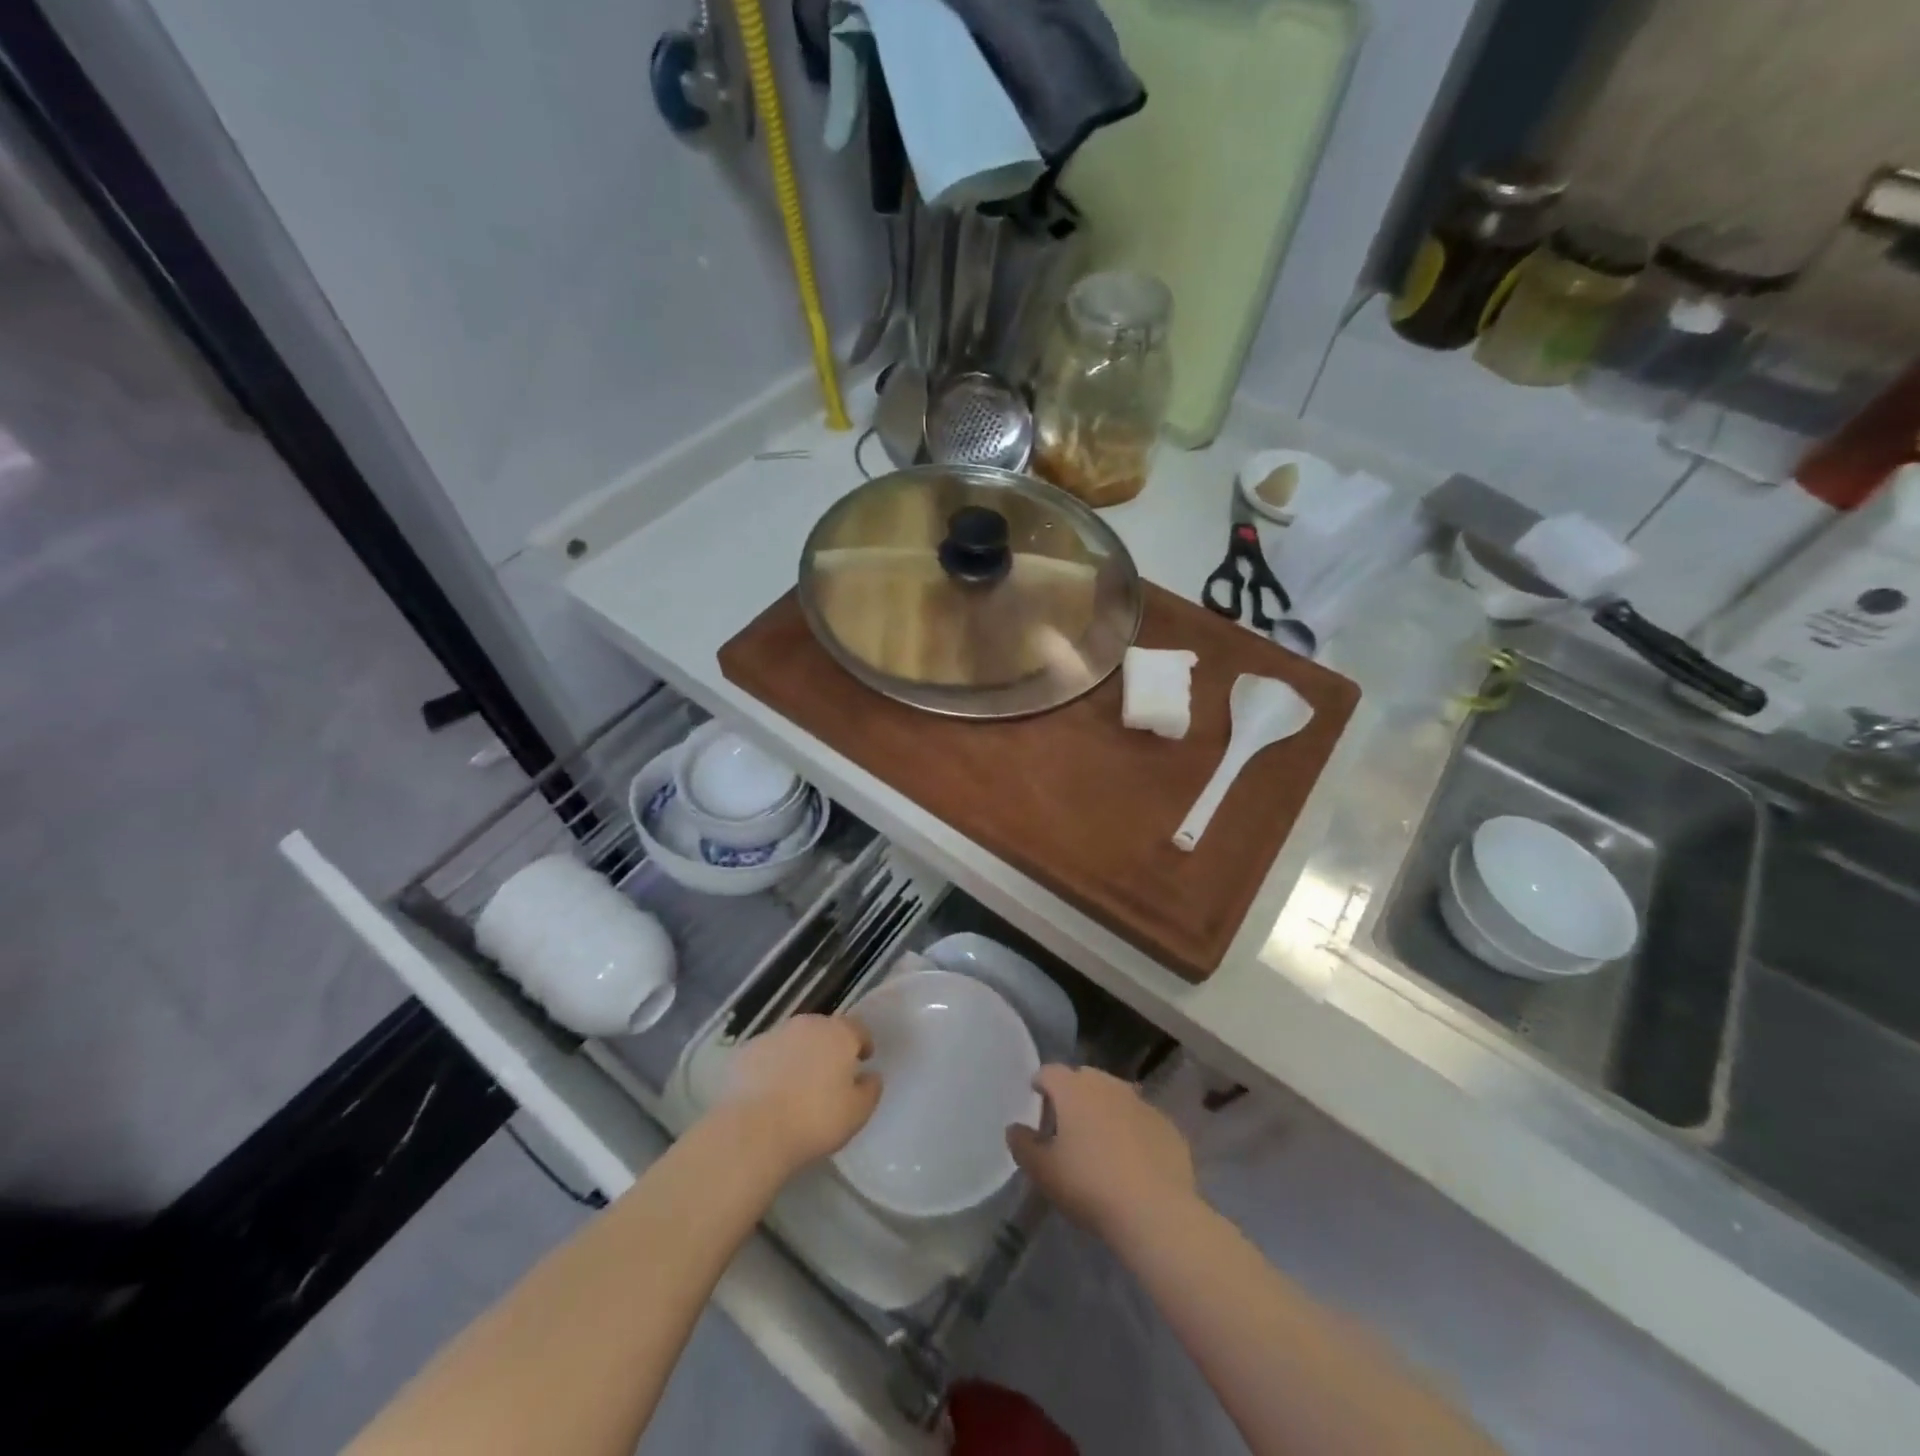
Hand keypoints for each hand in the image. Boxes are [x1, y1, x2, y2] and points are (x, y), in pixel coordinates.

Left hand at [719, 1014, 880, 1174]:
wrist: (752, 1131)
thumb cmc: (815, 1120)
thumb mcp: (857, 1113)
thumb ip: (870, 1090)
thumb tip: (871, 1076)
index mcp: (838, 1034)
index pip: (858, 1029)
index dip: (863, 1043)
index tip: (864, 1058)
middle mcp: (807, 1025)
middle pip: (824, 1030)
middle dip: (829, 1047)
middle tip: (830, 1073)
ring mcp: (773, 1035)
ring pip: (793, 1040)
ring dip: (799, 1055)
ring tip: (797, 1084)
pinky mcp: (744, 1052)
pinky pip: (766, 1055)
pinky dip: (771, 1067)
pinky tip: (768, 1092)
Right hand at [1007, 1065, 1196, 1240]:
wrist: (1155, 1211)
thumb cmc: (1089, 1186)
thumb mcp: (1043, 1172)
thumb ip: (1023, 1145)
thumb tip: (1014, 1128)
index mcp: (1074, 1090)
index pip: (1050, 1072)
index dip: (1040, 1083)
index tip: (1036, 1097)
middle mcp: (1108, 1085)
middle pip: (1084, 1078)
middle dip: (1073, 1093)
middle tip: (1067, 1123)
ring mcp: (1142, 1103)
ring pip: (1116, 1096)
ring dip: (1104, 1109)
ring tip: (1100, 1140)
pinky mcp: (1167, 1125)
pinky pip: (1141, 1119)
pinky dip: (1132, 1130)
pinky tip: (1132, 1159)